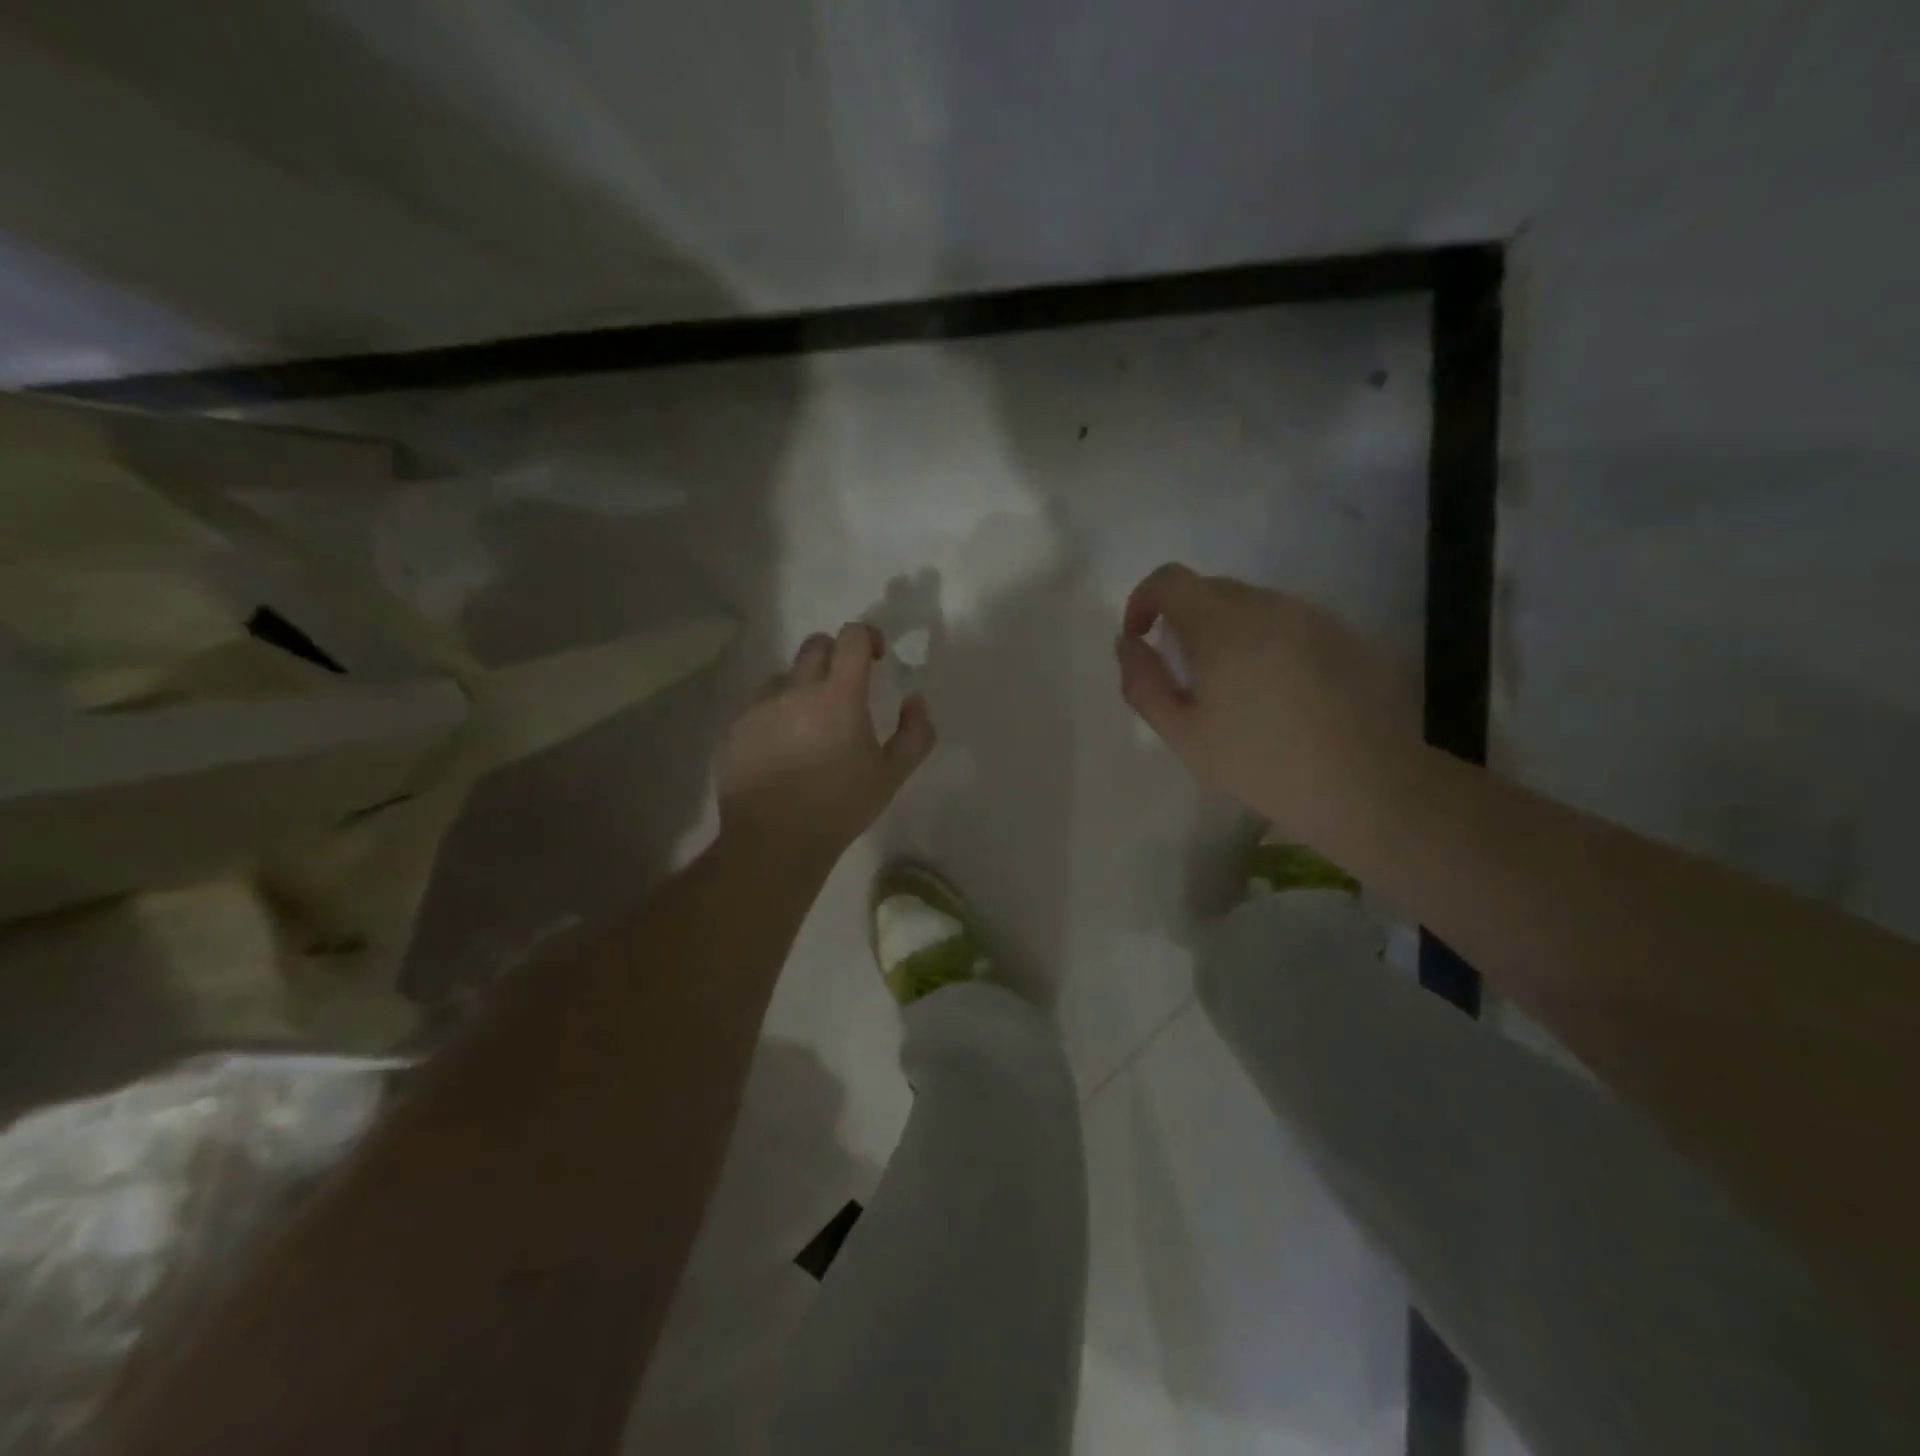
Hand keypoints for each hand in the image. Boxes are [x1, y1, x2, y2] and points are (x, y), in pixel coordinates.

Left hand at [717, 623, 935, 861]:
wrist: (774, 842)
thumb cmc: (840, 807)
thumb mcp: (892, 775)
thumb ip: (915, 733)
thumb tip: (915, 700)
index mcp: (838, 695)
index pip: (852, 637)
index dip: (868, 636)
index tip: (876, 658)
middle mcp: (796, 689)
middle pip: (815, 645)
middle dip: (835, 656)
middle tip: (846, 691)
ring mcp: (760, 707)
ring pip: (785, 677)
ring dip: (803, 688)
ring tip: (810, 728)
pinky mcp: (736, 728)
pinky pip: (760, 706)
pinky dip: (776, 716)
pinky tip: (783, 751)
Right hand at [1115, 564, 1410, 837]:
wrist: (1365, 783)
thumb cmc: (1260, 762)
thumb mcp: (1183, 734)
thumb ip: (1143, 683)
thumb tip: (1128, 644)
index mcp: (1222, 624)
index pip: (1170, 579)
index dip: (1143, 600)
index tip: (1140, 638)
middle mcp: (1267, 605)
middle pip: (1210, 590)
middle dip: (1183, 621)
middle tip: (1184, 676)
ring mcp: (1310, 616)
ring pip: (1250, 606)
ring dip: (1226, 632)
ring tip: (1233, 690)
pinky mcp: (1341, 634)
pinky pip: (1285, 623)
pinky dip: (1264, 642)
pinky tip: (1277, 694)